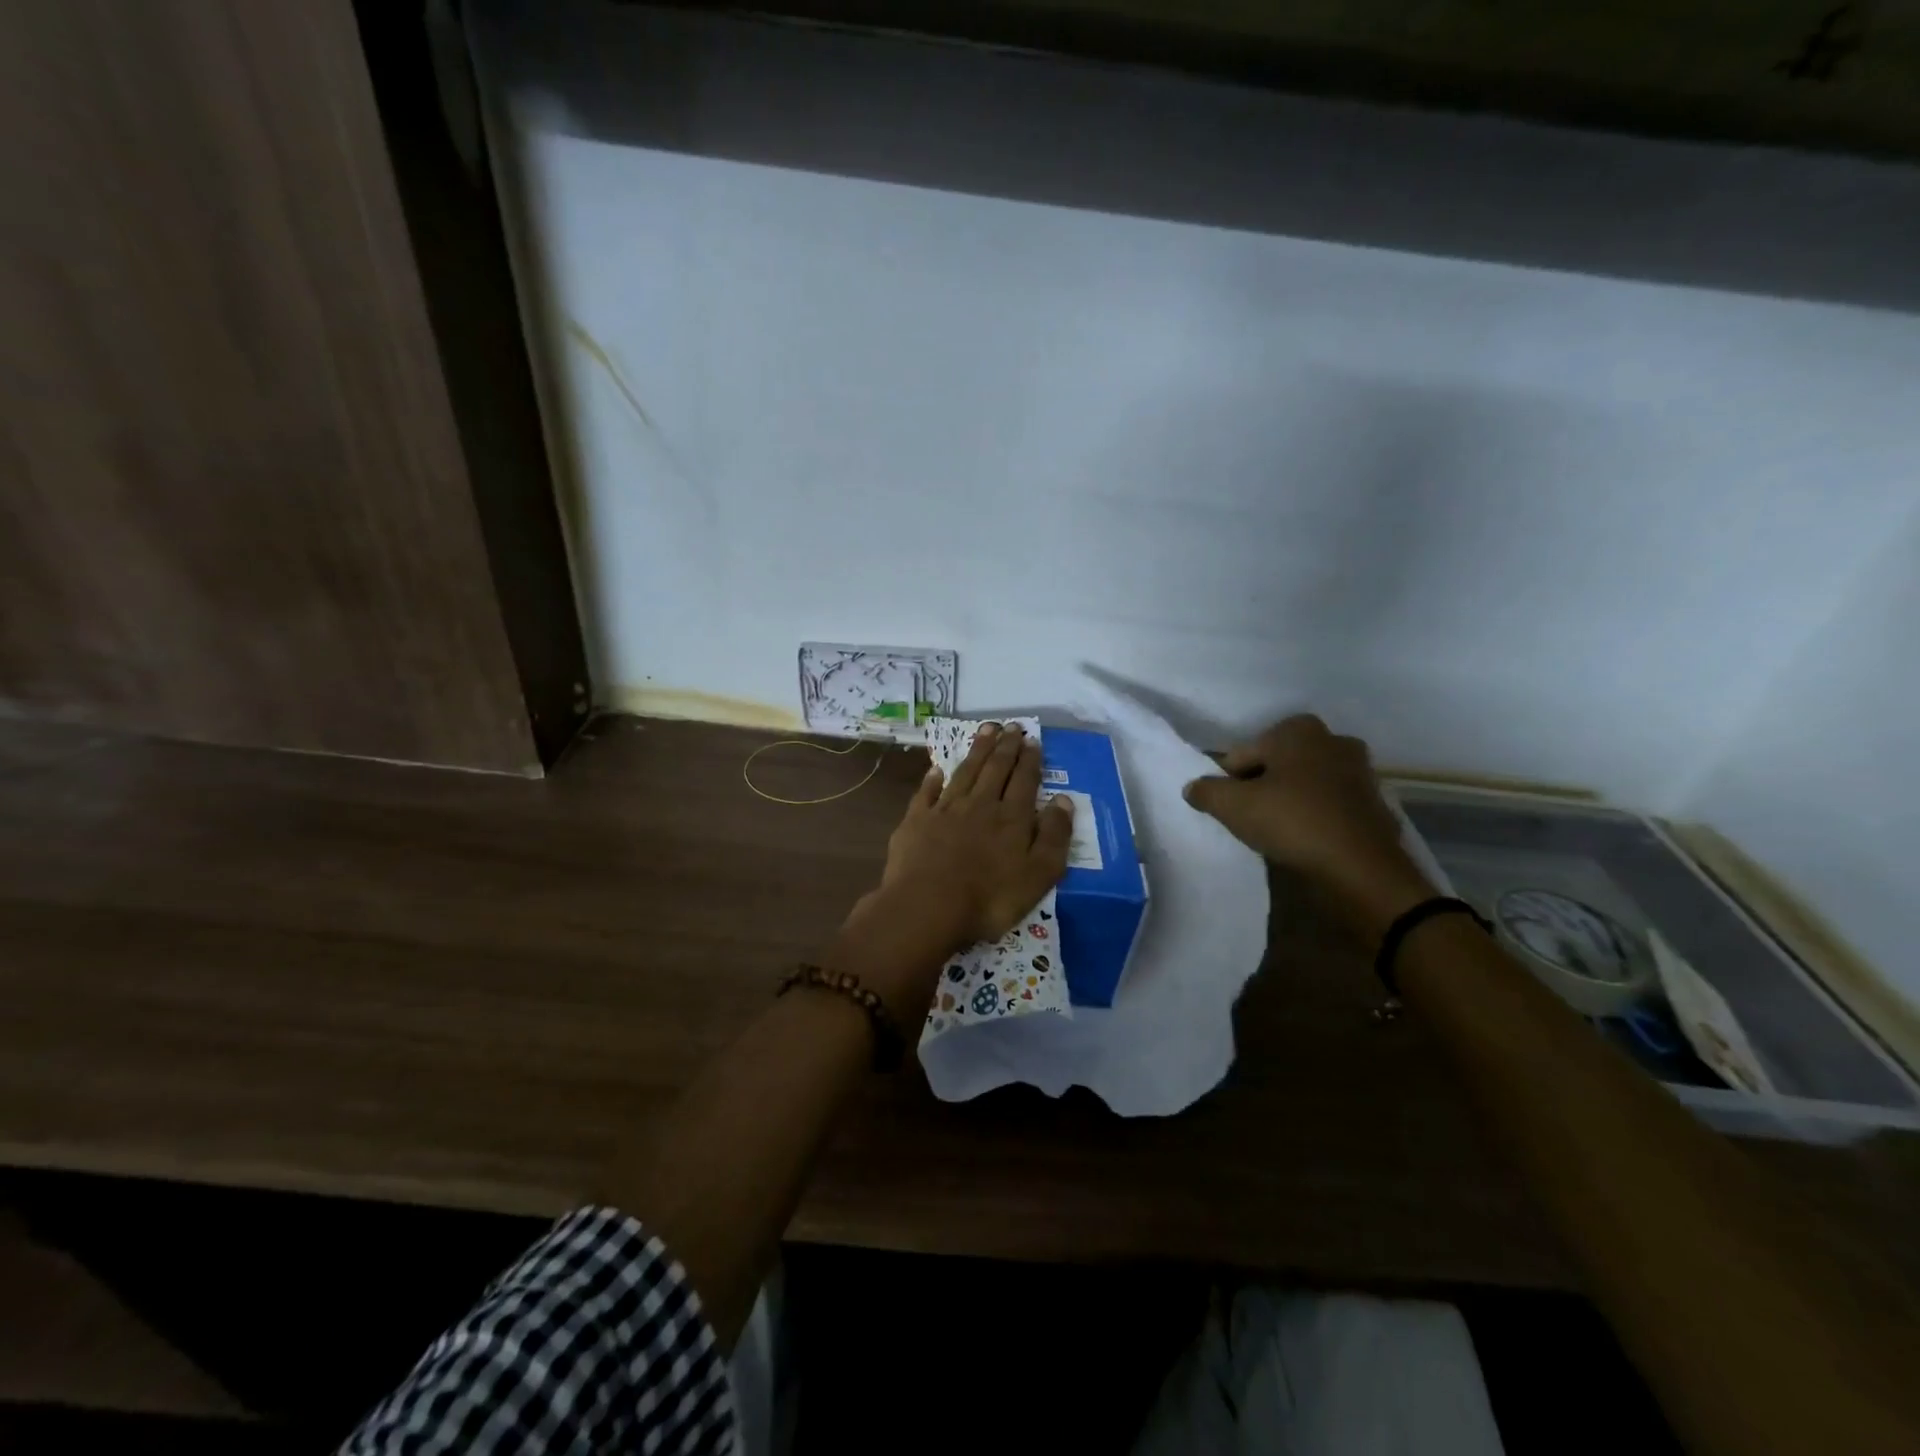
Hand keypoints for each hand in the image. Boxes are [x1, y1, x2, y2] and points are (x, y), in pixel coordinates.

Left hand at [877, 722, 1074, 951]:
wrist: (927, 906)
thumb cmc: (990, 898)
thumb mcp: (1038, 875)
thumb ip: (1053, 836)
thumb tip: (1064, 801)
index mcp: (1011, 818)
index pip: (1024, 780)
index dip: (1029, 760)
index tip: (1032, 740)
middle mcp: (980, 804)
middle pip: (995, 769)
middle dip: (1005, 746)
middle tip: (1011, 726)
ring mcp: (945, 810)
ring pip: (965, 772)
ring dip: (977, 751)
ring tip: (986, 730)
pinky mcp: (917, 821)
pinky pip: (927, 793)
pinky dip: (933, 779)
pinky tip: (937, 770)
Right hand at [1183, 715, 1434, 939]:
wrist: (1362, 868)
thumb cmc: (1293, 822)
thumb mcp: (1233, 806)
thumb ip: (1207, 791)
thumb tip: (1193, 788)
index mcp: (1298, 730)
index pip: (1243, 753)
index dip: (1229, 781)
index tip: (1228, 808)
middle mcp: (1333, 740)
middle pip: (1277, 765)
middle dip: (1261, 786)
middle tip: (1250, 818)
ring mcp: (1359, 772)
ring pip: (1304, 784)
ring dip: (1289, 801)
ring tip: (1276, 832)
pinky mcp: (1374, 803)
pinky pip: (1329, 805)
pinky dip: (1314, 816)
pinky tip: (1305, 840)